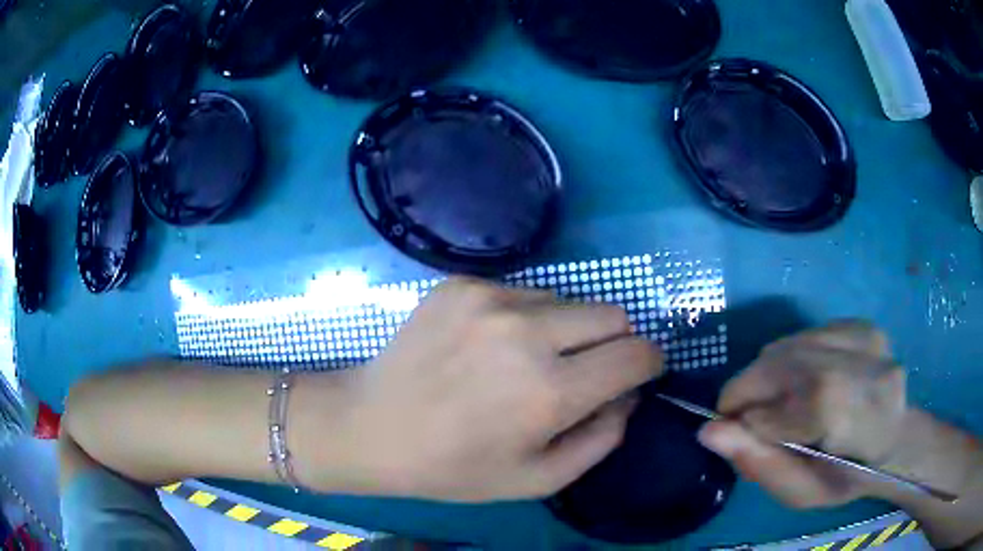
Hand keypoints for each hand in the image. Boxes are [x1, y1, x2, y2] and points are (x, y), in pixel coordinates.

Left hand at [300, 278, 663, 501]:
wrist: (372, 426)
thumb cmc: (454, 467)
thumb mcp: (537, 479)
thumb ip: (601, 439)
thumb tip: (628, 396)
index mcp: (550, 391)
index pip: (636, 354)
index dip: (649, 362)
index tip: (640, 373)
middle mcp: (527, 333)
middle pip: (612, 314)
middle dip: (614, 342)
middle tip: (586, 370)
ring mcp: (490, 299)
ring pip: (566, 301)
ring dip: (565, 330)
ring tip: (526, 360)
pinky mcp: (462, 284)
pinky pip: (521, 292)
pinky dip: (522, 318)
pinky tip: (488, 346)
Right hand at [697, 321, 907, 507]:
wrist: (897, 437)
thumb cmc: (849, 477)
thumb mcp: (802, 491)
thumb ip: (759, 462)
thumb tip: (709, 430)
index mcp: (854, 418)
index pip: (778, 410)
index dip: (748, 423)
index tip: (739, 436)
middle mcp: (862, 364)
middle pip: (779, 366)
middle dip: (752, 394)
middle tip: (755, 421)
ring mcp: (864, 335)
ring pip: (787, 346)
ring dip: (771, 378)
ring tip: (786, 404)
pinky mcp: (860, 322)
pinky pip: (803, 336)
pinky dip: (791, 361)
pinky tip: (807, 383)